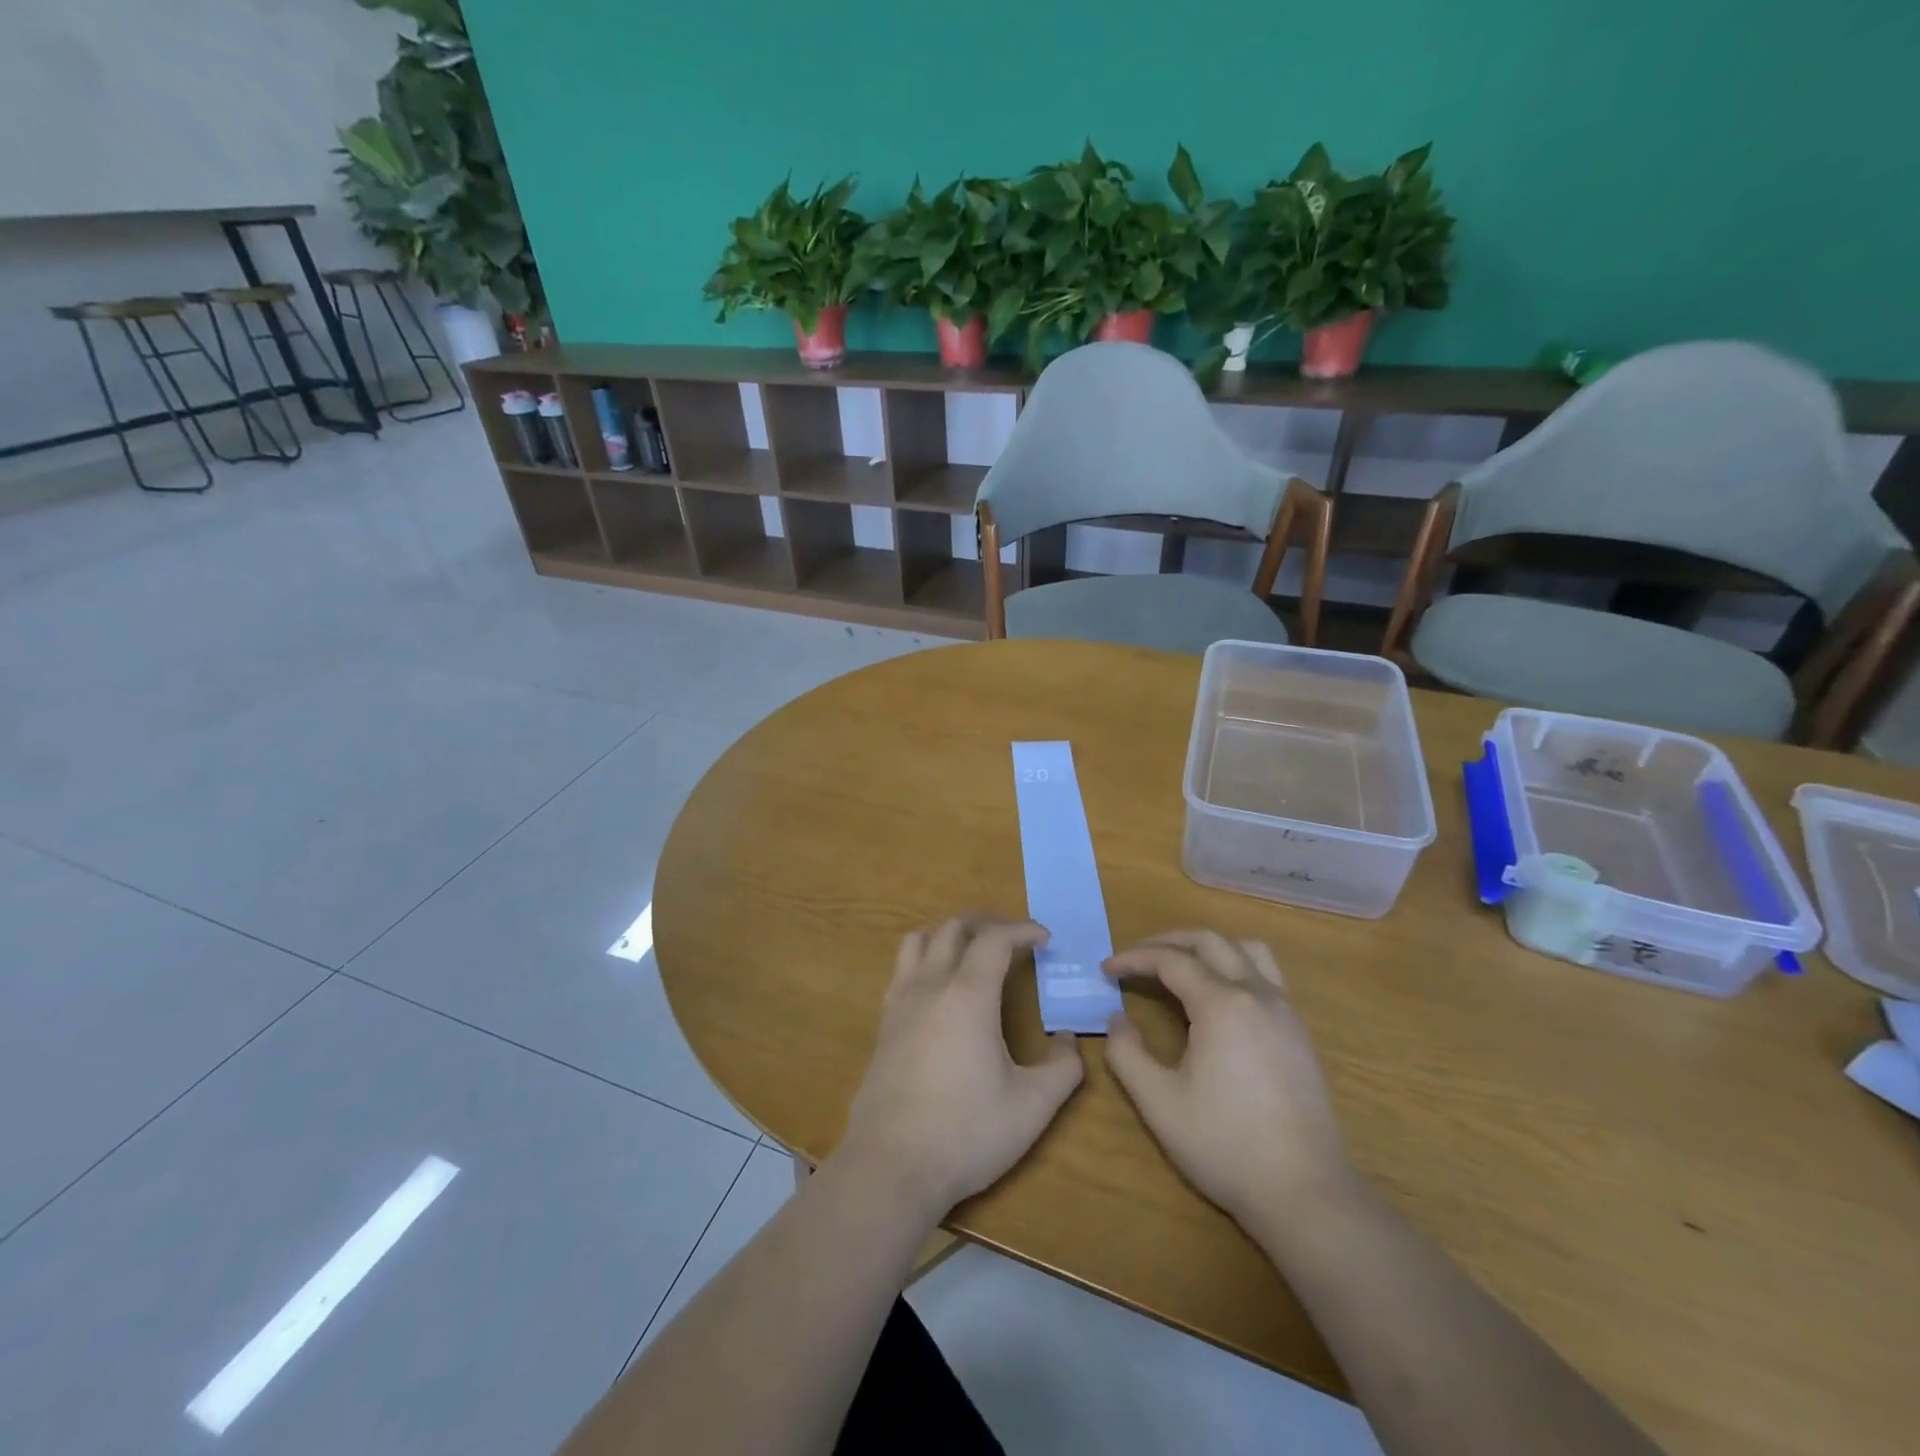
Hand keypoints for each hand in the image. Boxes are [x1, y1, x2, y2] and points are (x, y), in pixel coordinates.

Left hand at [836, 916, 1083, 1220]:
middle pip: (953, 928)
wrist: (891, 1166)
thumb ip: (1062, 1068)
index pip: (995, 939)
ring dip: (949, 933)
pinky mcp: (883, 1024)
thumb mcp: (1032, 1107)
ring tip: (972, 949)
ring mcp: (900, 1003)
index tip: (1044, 939)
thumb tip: (1069, 1040)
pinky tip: (939, 988)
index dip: (1022, 929)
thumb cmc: (966, 1133)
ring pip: (919, 940)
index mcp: (968, 995)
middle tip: (1013, 937)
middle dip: (986, 923)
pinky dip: (925, 958)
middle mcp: (930, 986)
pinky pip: (902, 969)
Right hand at [1103, 930, 1351, 1226]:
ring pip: (1247, 950)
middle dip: (1168, 941)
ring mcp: (1285, 1011)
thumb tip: (1117, 1020)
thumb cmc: (1225, 1146)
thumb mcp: (1159, 1102)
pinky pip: (1266, 975)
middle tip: (1136, 958)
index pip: (1171, 961)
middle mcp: (1257, 995)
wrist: (1306, 1193)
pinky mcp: (1299, 1033)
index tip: (1106, 969)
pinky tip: (1219, 999)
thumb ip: (1127, 1053)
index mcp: (1222, 1005)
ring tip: (1181, 966)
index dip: (1134, 958)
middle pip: (1211, 942)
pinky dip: (1235, 967)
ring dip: (1208, 948)